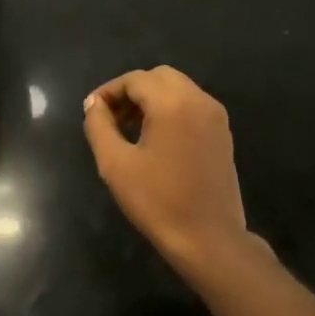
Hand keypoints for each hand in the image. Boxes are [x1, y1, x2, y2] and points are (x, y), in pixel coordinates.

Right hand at [83, 66, 250, 278]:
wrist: (208, 238)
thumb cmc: (157, 201)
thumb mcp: (115, 164)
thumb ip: (99, 126)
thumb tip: (94, 104)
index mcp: (173, 103)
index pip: (135, 80)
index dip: (109, 91)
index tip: (91, 111)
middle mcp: (199, 101)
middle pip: (160, 77)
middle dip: (132, 91)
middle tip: (110, 118)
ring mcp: (216, 117)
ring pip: (178, 90)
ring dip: (151, 100)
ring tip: (129, 129)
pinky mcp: (223, 134)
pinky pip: (192, 107)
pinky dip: (170, 111)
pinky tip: (155, 140)